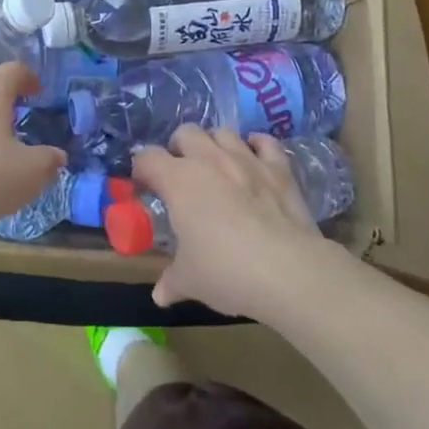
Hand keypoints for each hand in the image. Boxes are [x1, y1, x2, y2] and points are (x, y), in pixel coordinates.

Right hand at [131, 126, 328, 317]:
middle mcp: (209, 160)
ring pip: (223, 132)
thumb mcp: (190, 281)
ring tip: (215, 164)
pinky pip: (265, 142)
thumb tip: (159, 296)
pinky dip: (257, 145)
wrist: (287, 270)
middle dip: (178, 148)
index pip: (147, 158)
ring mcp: (246, 159)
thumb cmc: (226, 271)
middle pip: (185, 132)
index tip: (145, 186)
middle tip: (180, 173)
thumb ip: (171, 281)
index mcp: (178, 180)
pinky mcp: (278, 169)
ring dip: (214, 143)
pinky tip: (254, 157)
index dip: (142, 169)